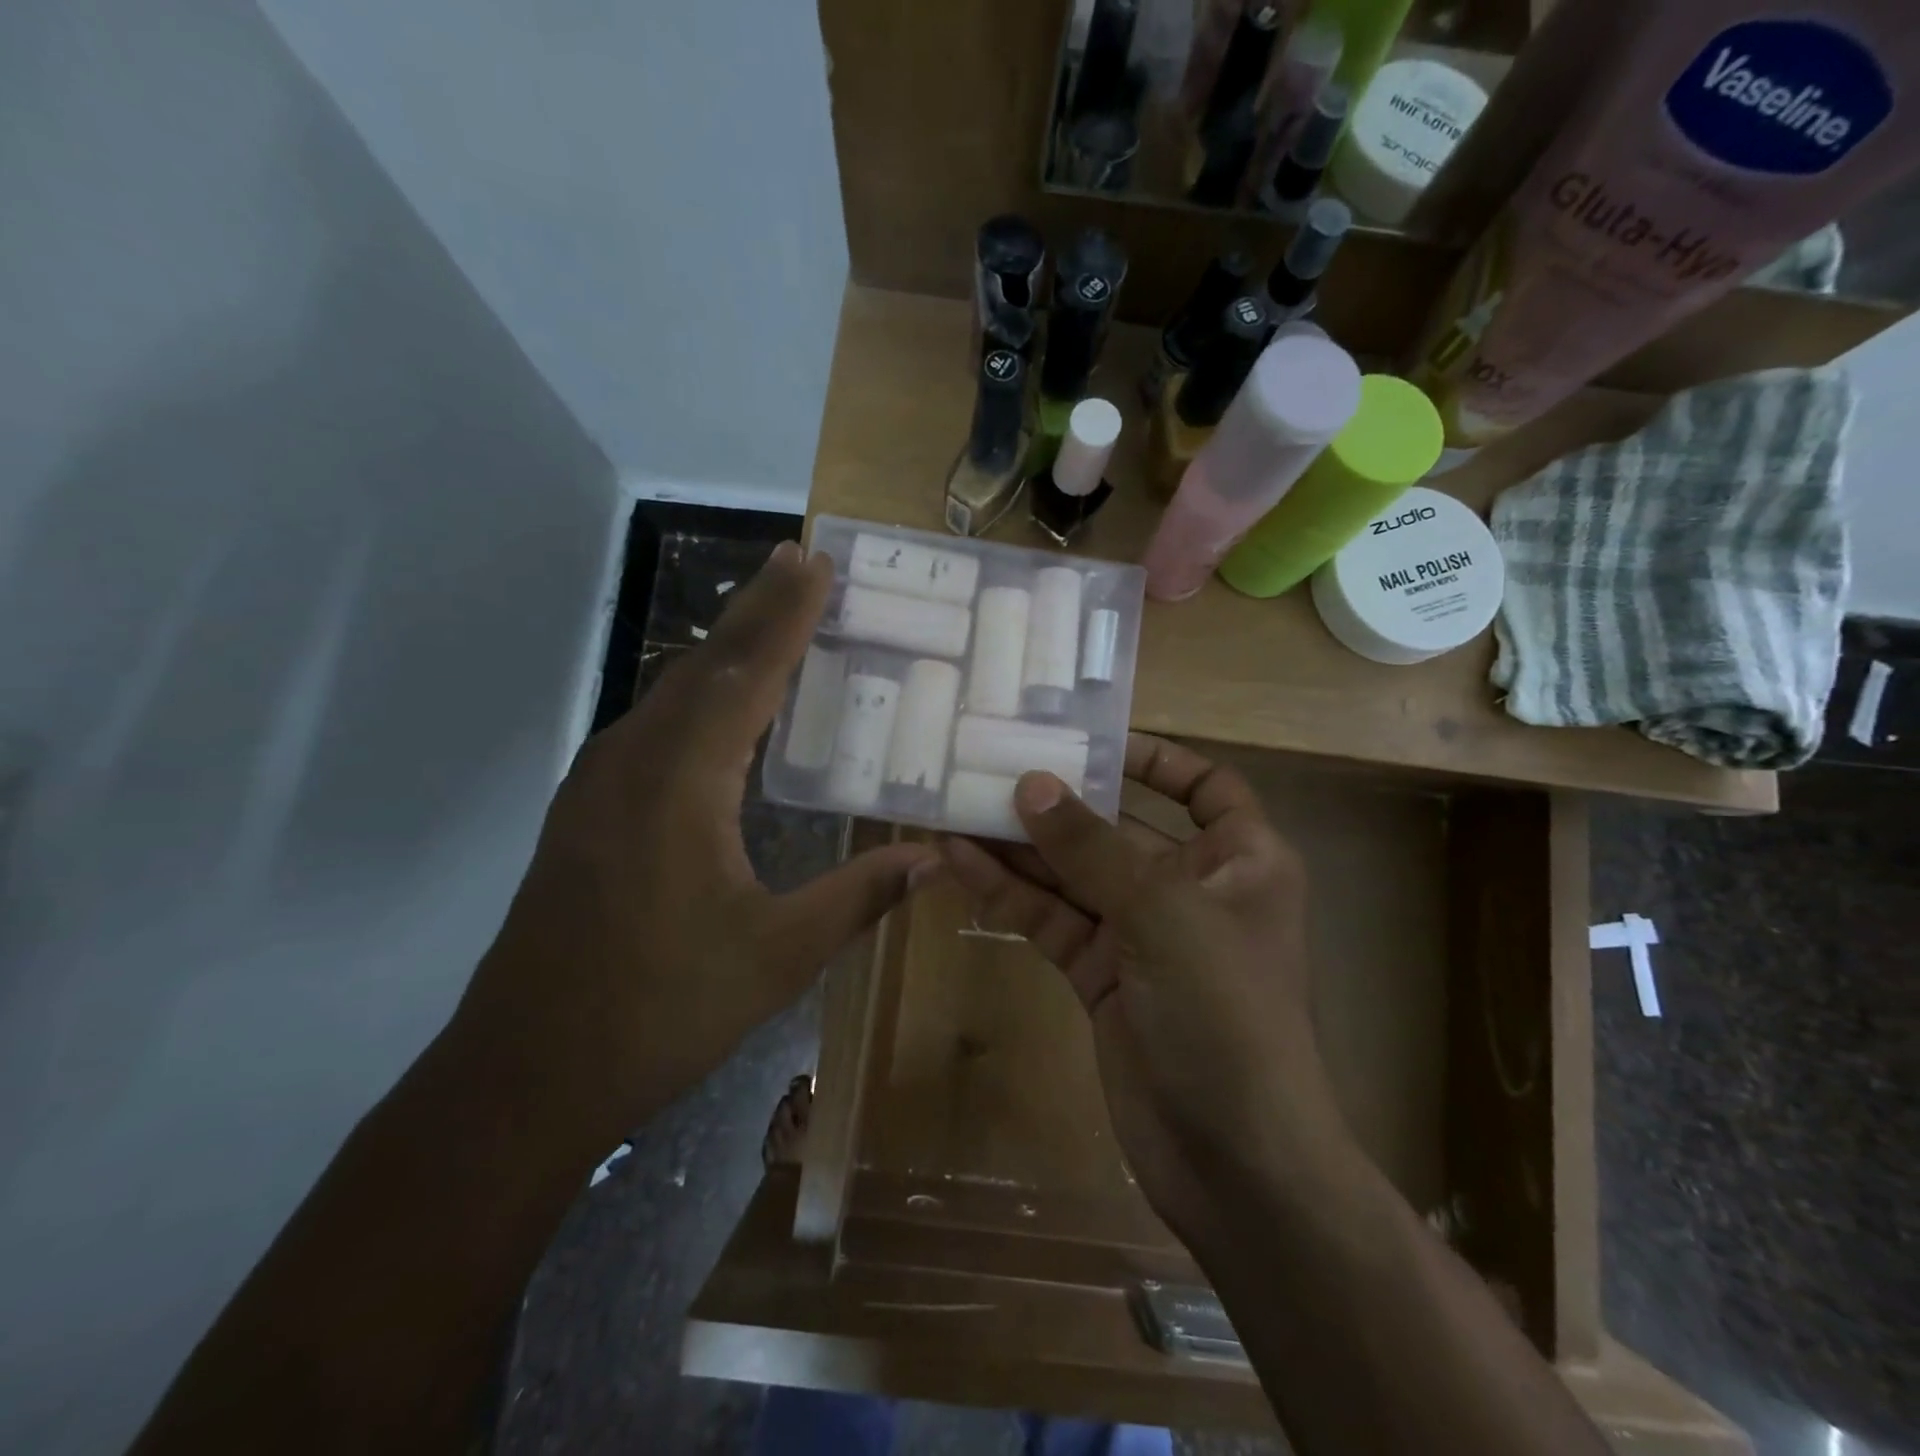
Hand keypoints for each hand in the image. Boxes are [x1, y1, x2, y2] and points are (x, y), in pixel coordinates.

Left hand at [451, 541, 937, 1155]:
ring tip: (771, 616)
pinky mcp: (589, 811)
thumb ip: (858, 897)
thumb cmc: (661, 1009)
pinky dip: (699, 694)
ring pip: (673, 692)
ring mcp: (600, 785)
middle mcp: (633, 763)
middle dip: (756, 609)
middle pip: (704, 665)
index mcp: (681, 782)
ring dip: (725, 649)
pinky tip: (720, 707)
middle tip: (800, 561)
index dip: (786, 615)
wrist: (526, 1072)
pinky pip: (655, 726)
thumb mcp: (779, 956)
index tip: (817, 563)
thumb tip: (930, 859)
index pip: (745, 674)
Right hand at [939, 736, 1348, 1242]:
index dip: (1156, 759)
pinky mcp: (1101, 976)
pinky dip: (1012, 894)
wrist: (1233, 1163)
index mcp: (1241, 860)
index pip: (1205, 787)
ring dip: (1021, 847)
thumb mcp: (1162, 913)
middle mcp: (1192, 889)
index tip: (1091, 741)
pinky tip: (962, 862)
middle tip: (991, 768)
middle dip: (1060, 803)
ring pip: (1074, 876)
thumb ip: (1092, 848)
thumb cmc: (1225, 1014)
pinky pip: (1053, 920)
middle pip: (1119, 828)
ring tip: (957, 808)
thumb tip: (1031, 784)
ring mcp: (1142, 935)